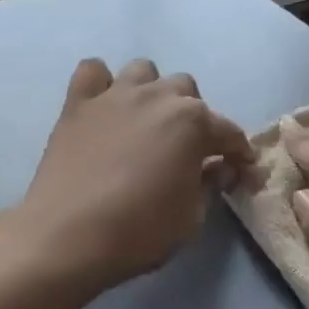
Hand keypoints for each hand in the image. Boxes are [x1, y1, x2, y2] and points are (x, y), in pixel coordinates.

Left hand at [11, 58, 252, 290]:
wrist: (67, 236)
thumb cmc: (139, 230)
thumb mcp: (191, 218)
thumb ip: (210, 185)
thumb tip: (218, 168)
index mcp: (192, 122)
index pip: (229, 132)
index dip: (239, 153)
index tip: (241, 170)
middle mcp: (156, 97)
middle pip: (186, 91)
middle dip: (194, 117)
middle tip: (187, 150)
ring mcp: (114, 94)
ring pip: (144, 71)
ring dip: (151, 92)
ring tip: (146, 122)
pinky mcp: (78, 103)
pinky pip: (92, 72)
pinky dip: (101, 84)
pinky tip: (103, 107)